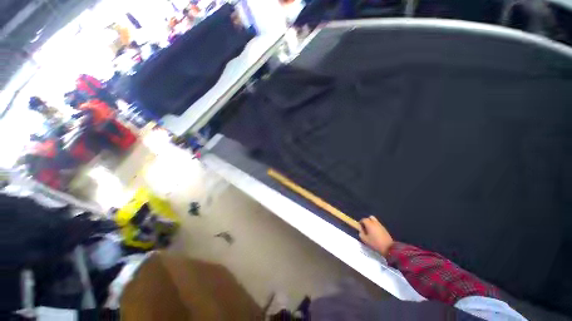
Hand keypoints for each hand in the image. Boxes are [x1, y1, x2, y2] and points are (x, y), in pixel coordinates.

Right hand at [359, 216, 393, 256]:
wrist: (389, 248)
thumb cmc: (375, 243)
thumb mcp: (365, 240)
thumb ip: (361, 234)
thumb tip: (360, 230)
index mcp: (369, 224)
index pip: (363, 219)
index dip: (360, 223)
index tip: (360, 228)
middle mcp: (375, 222)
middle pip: (370, 217)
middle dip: (367, 221)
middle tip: (365, 227)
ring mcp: (381, 225)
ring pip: (375, 221)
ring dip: (371, 223)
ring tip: (370, 230)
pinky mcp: (385, 229)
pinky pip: (378, 225)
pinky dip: (376, 227)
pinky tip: (376, 233)